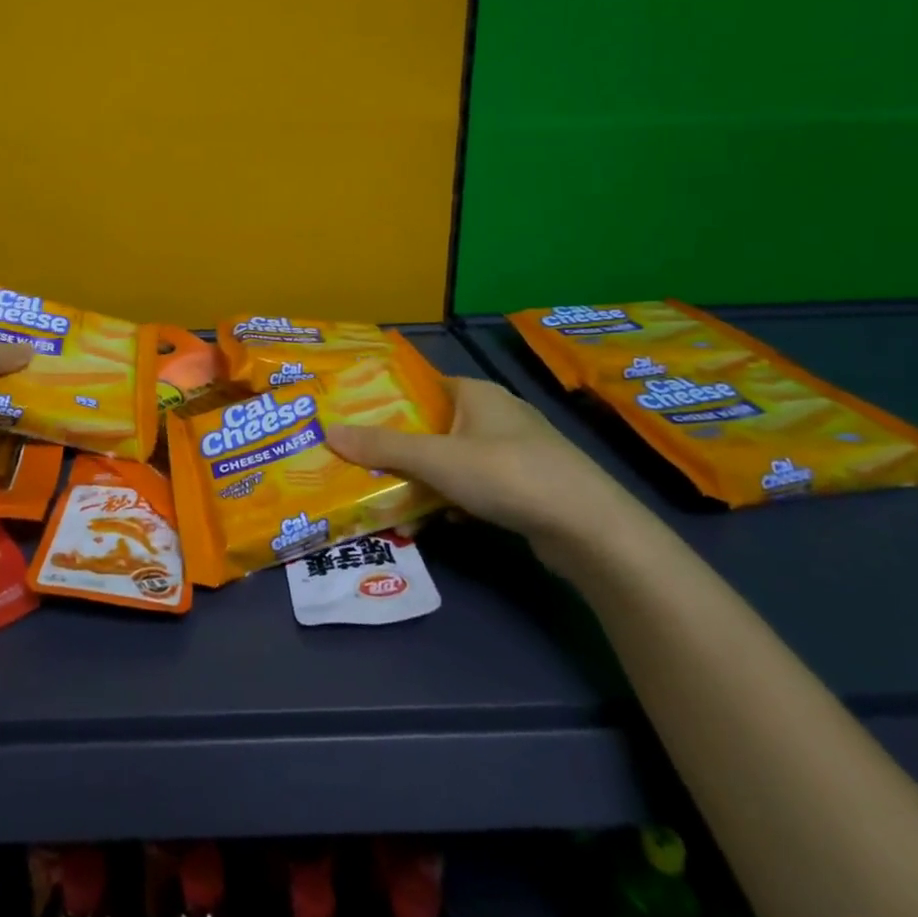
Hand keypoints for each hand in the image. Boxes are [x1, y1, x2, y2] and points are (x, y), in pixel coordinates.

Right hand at [326, 377, 640, 568]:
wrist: (589, 529)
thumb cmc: (507, 474)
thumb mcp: (436, 459)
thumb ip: (383, 447)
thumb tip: (328, 432)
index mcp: (475, 392)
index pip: (421, 387)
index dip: (388, 402)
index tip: (355, 422)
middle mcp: (495, 413)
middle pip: (433, 426)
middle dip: (401, 449)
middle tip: (364, 465)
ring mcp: (515, 450)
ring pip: (453, 459)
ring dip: (426, 480)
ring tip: (393, 501)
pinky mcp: (527, 485)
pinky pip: (476, 485)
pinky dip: (454, 499)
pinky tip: (438, 521)